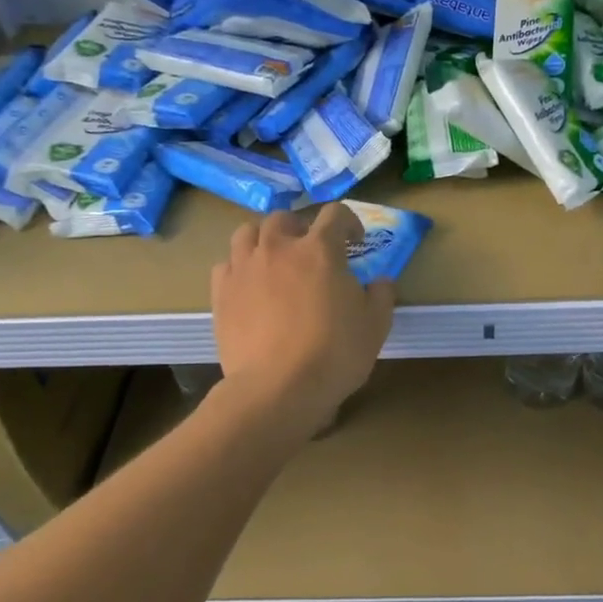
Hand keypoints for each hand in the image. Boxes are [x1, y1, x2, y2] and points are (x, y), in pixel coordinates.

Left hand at [210, 204, 394, 433]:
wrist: (278, 388)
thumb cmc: (335, 354)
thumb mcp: (376, 326)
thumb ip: (381, 295)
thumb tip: (380, 281)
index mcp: (320, 250)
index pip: (335, 214)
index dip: (349, 222)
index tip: (356, 241)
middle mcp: (278, 248)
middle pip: (285, 218)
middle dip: (301, 227)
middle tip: (311, 250)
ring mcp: (245, 268)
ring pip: (247, 232)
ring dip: (264, 238)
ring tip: (274, 258)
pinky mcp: (221, 293)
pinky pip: (227, 264)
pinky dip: (240, 266)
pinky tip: (250, 285)